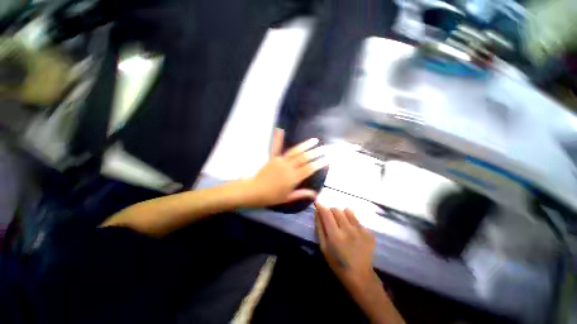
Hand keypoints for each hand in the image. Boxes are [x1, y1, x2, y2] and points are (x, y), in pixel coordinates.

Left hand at [243, 129, 328, 206]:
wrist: (255, 191)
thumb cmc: (272, 196)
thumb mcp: (288, 197)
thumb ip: (302, 194)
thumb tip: (315, 194)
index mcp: (294, 178)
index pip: (310, 169)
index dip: (319, 163)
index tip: (328, 159)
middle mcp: (289, 167)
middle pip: (305, 158)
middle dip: (316, 152)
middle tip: (325, 148)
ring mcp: (281, 161)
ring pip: (295, 151)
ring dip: (305, 145)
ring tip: (314, 140)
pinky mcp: (273, 158)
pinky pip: (276, 147)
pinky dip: (278, 138)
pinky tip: (280, 130)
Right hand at [315, 202, 375, 290]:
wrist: (360, 275)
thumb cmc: (337, 262)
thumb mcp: (323, 247)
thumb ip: (319, 228)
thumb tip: (317, 212)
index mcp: (335, 235)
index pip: (326, 213)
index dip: (321, 206)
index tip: (317, 202)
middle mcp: (348, 230)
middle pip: (337, 210)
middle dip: (331, 211)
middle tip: (331, 219)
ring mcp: (360, 230)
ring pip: (348, 211)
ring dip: (342, 214)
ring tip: (343, 223)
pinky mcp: (369, 232)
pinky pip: (357, 219)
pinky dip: (352, 222)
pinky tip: (353, 233)